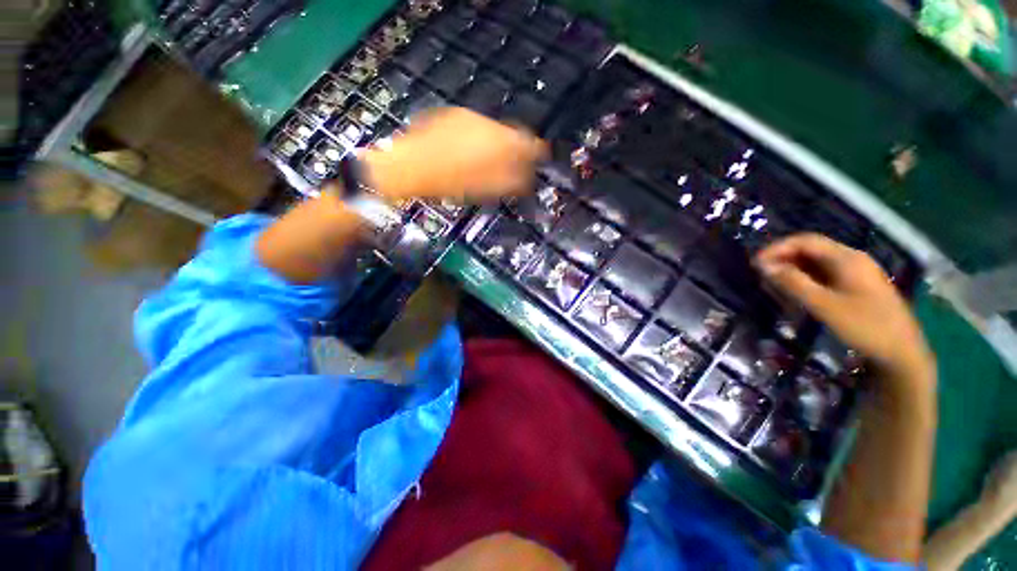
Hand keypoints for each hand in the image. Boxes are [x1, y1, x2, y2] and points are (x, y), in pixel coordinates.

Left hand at [360, 107, 547, 203]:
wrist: (407, 168)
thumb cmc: (448, 184)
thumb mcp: (485, 188)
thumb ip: (511, 182)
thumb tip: (528, 180)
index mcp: (496, 140)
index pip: (527, 141)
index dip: (536, 152)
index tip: (540, 159)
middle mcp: (484, 123)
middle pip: (511, 133)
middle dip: (518, 148)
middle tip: (517, 166)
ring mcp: (465, 118)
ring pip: (493, 130)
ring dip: (499, 144)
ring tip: (493, 163)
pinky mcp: (451, 118)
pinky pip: (476, 128)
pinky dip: (481, 140)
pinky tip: (472, 154)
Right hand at [756, 233, 934, 393]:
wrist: (902, 353)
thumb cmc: (864, 326)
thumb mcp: (824, 305)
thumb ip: (793, 283)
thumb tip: (765, 267)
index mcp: (847, 258)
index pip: (805, 241)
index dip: (777, 248)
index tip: (756, 264)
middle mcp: (852, 259)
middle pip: (811, 249)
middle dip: (783, 258)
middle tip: (761, 274)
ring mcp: (857, 272)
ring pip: (817, 262)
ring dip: (793, 269)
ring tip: (773, 283)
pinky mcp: (857, 286)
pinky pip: (826, 274)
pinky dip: (806, 278)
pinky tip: (797, 291)